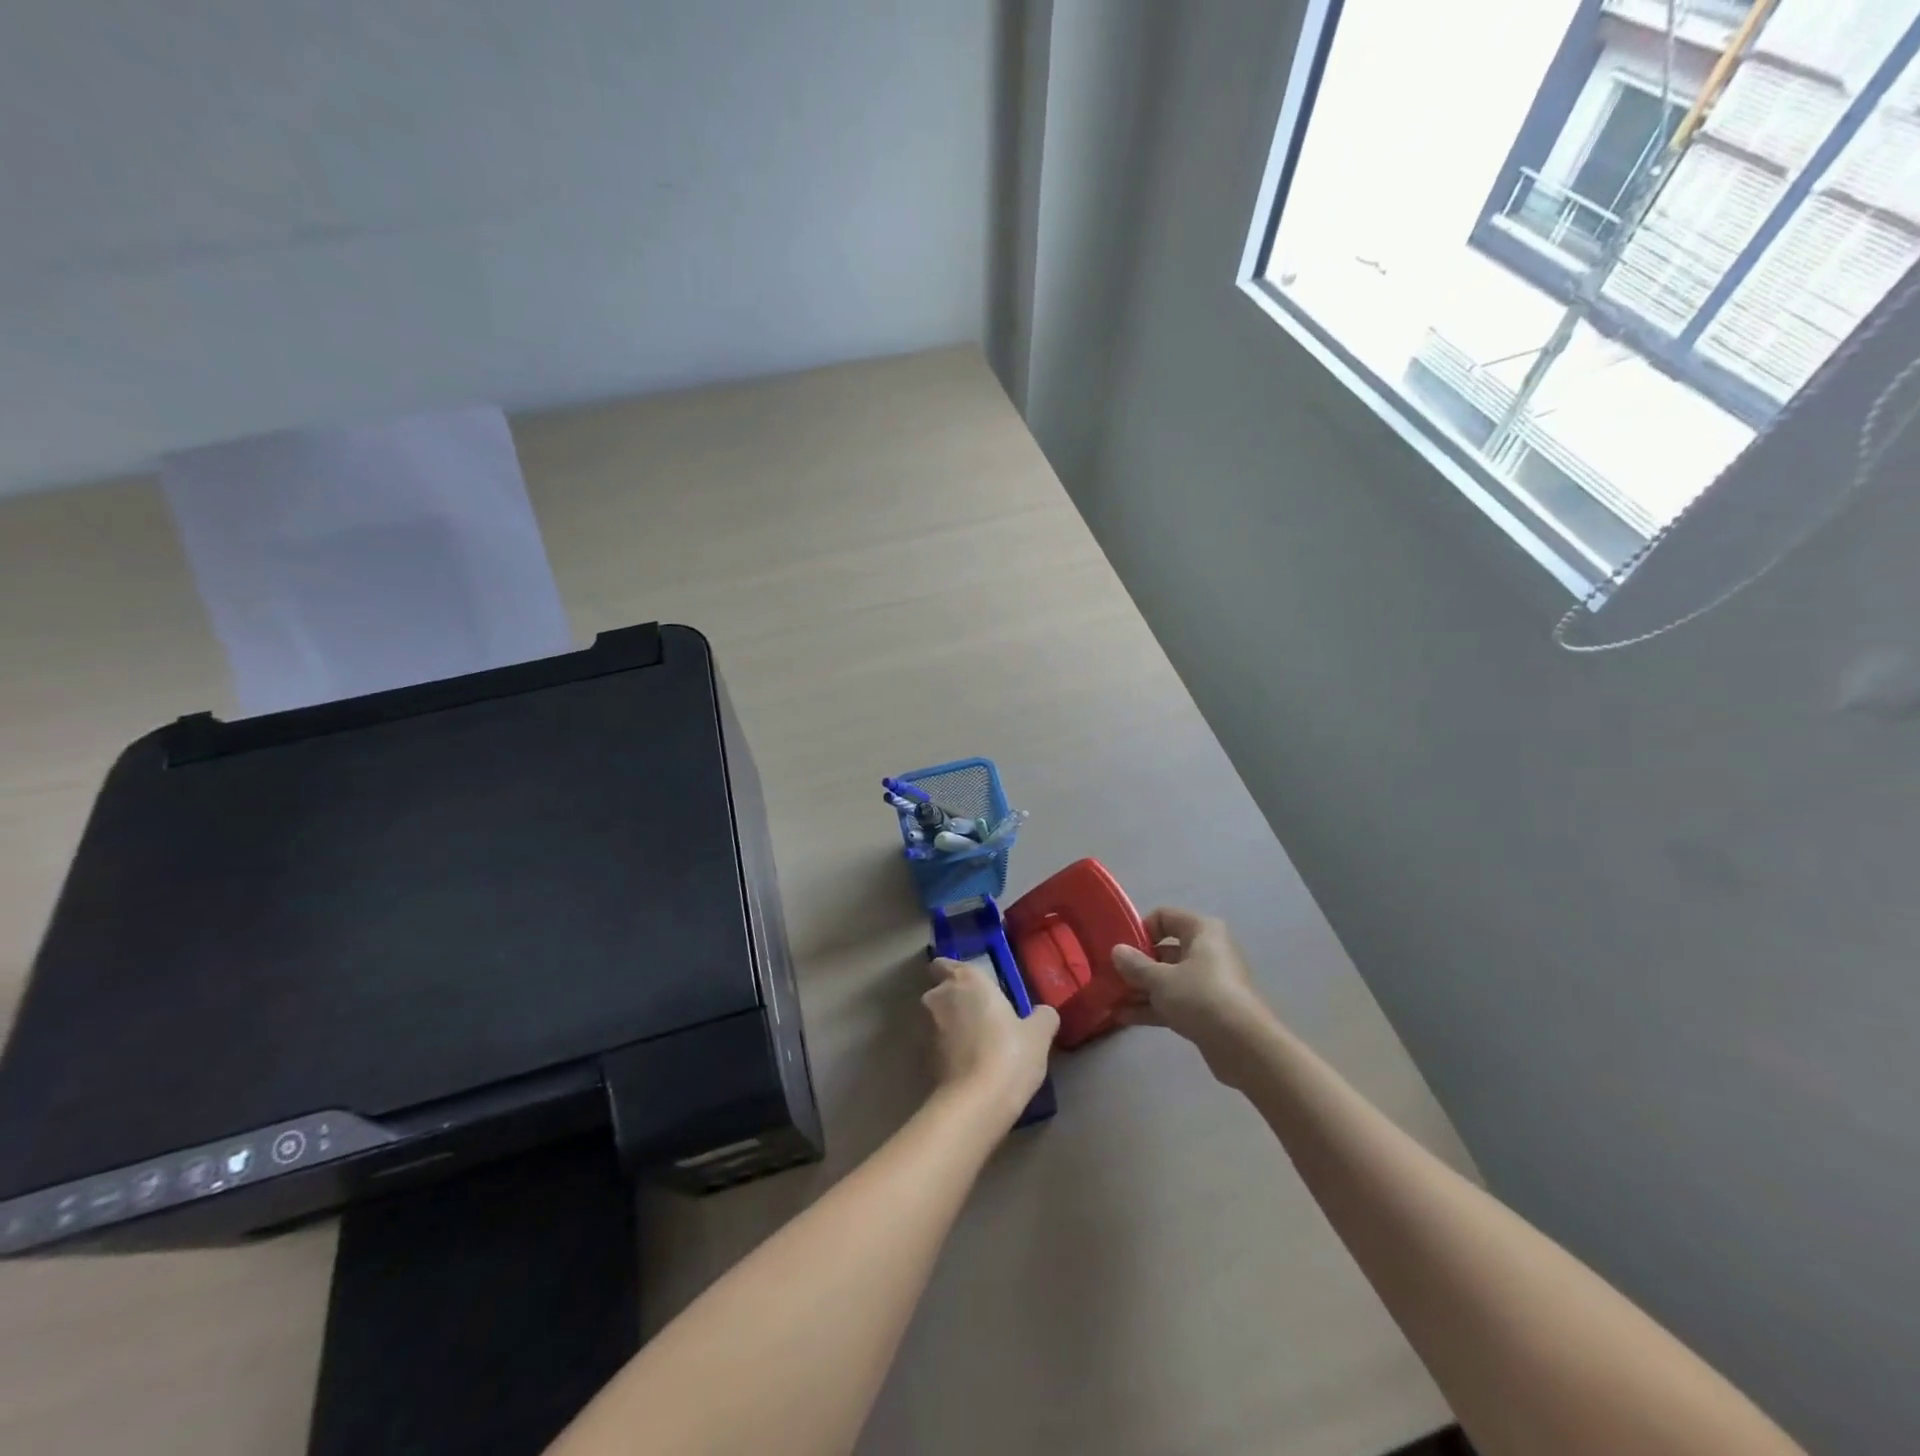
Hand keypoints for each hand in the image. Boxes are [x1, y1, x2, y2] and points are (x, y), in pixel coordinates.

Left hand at [922, 957, 1058, 1123]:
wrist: (976, 1103)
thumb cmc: (1009, 1054)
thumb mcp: (1038, 1034)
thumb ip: (1042, 1016)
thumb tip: (1043, 1013)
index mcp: (966, 980)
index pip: (945, 963)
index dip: (953, 972)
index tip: (973, 988)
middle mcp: (939, 997)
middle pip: (940, 991)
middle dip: (955, 1001)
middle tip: (981, 1018)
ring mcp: (925, 1028)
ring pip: (935, 1019)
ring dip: (950, 1027)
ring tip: (977, 1047)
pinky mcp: (920, 1058)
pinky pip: (934, 1046)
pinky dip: (947, 1051)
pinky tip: (968, 1067)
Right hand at [1112, 908, 1277, 1087]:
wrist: (1243, 1047)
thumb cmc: (1201, 997)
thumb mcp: (1161, 979)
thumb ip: (1135, 964)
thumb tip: (1117, 951)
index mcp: (1201, 931)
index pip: (1164, 917)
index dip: (1140, 930)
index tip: (1119, 948)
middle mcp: (1207, 951)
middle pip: (1163, 951)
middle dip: (1136, 965)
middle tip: (1109, 976)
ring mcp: (1207, 983)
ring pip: (1167, 979)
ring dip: (1140, 989)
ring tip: (1110, 998)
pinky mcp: (1206, 1010)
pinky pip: (1174, 1001)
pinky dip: (1152, 1007)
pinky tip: (1123, 1017)